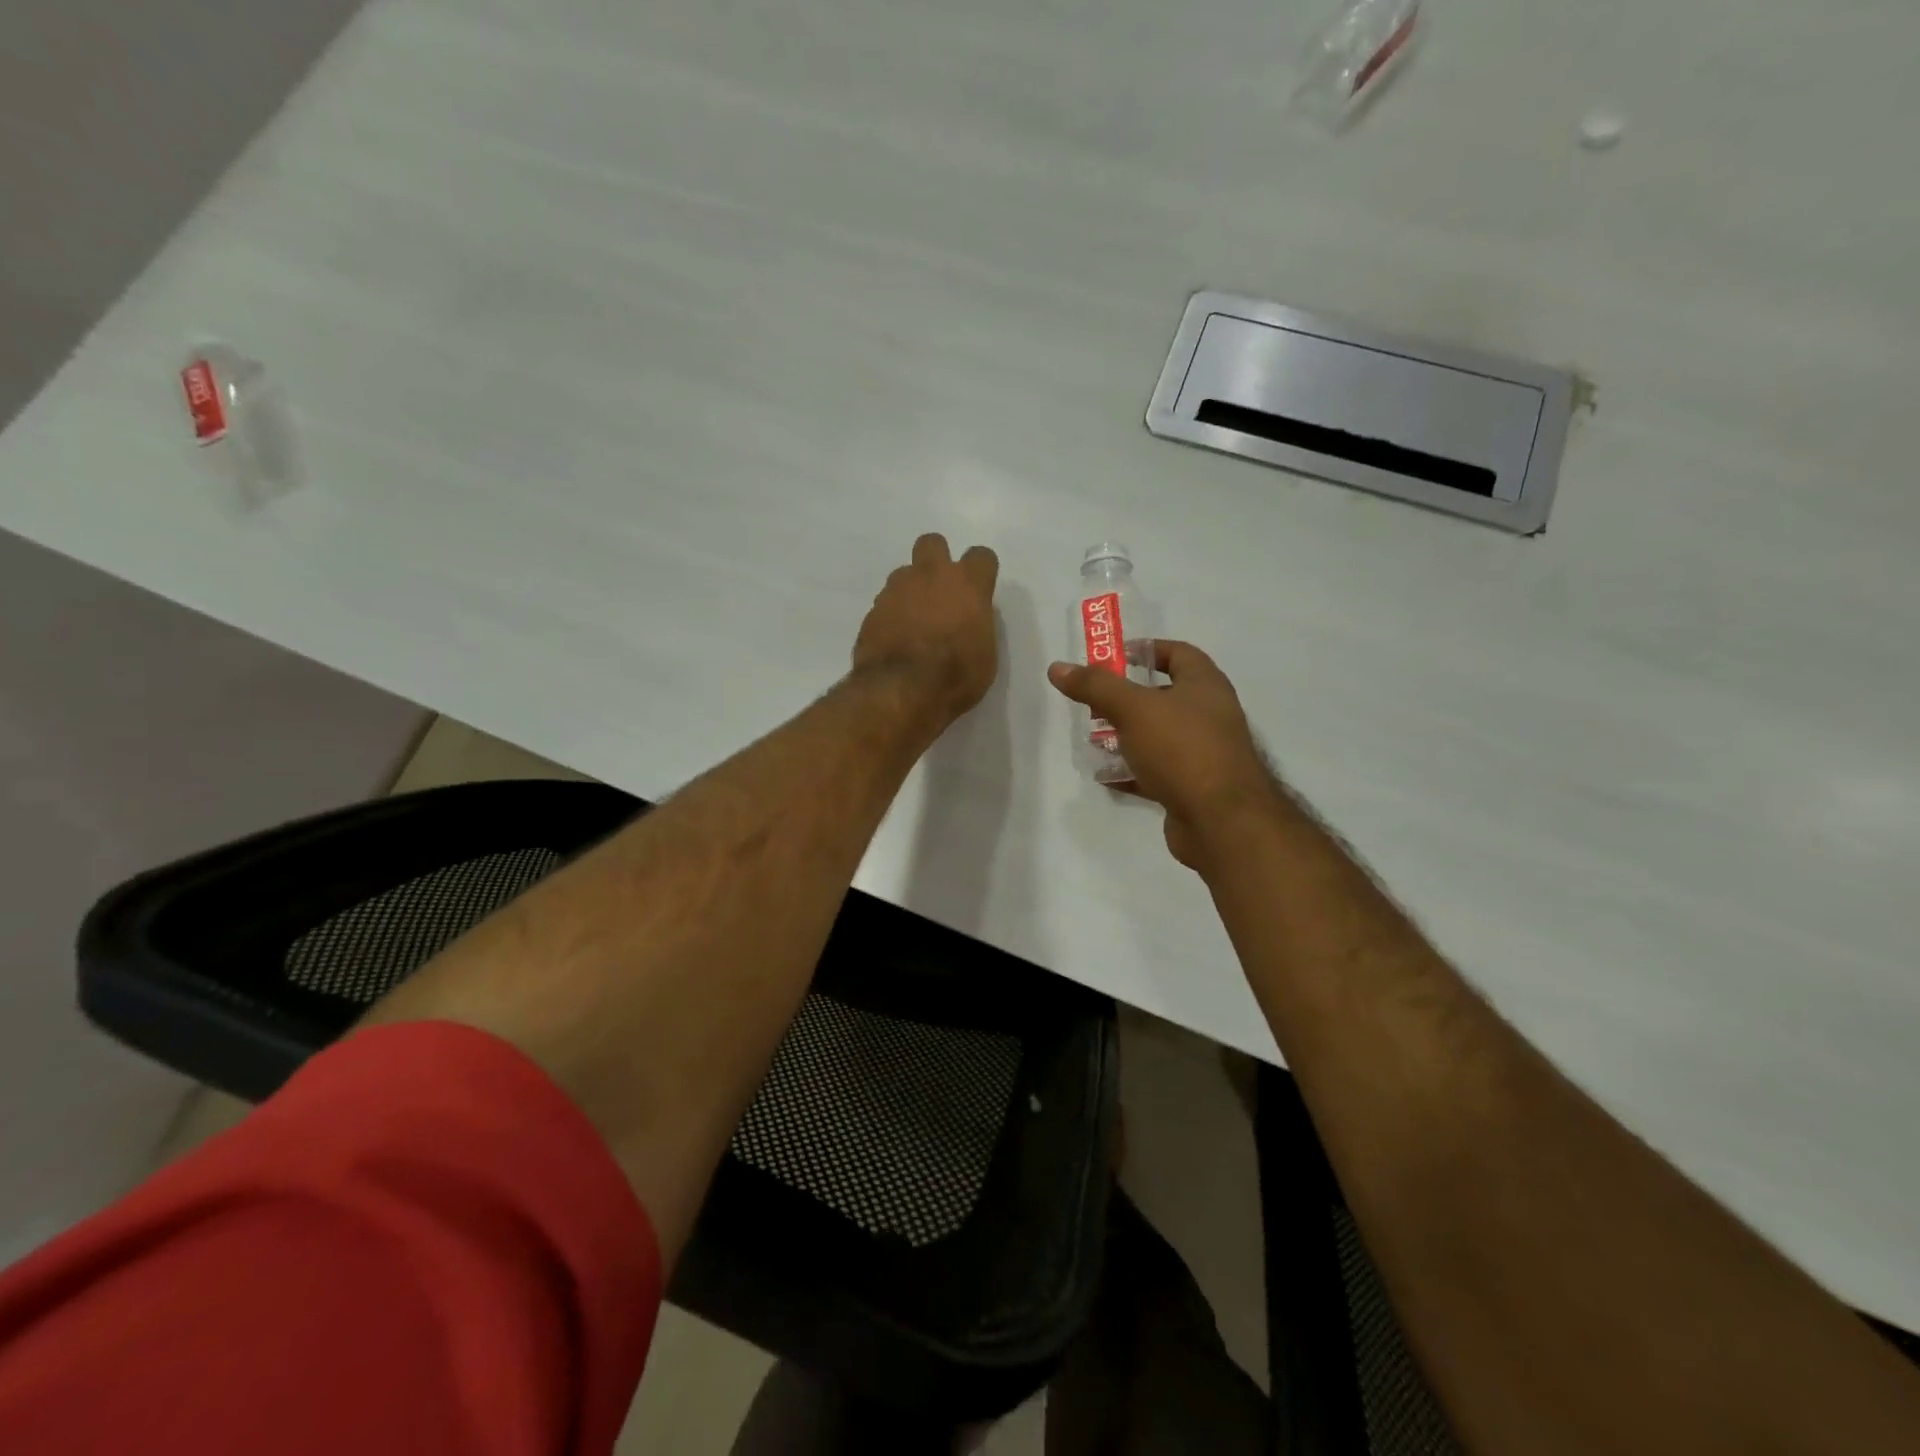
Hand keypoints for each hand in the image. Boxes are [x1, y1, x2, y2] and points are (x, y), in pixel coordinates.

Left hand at [854, 533, 999, 727]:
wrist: (901, 690)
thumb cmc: (956, 675)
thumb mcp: (985, 655)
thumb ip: (977, 626)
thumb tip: (967, 621)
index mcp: (967, 584)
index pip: (981, 557)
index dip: (981, 572)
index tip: (979, 592)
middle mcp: (930, 576)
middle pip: (932, 543)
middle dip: (937, 560)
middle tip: (941, 591)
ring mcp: (896, 590)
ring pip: (904, 573)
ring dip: (911, 591)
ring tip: (914, 622)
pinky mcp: (872, 611)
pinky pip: (885, 604)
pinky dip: (891, 616)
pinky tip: (895, 640)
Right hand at [1047, 641, 1275, 870]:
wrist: (1222, 822)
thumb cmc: (1182, 750)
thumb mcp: (1133, 709)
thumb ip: (1095, 687)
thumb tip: (1057, 667)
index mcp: (1205, 685)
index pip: (1178, 653)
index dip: (1146, 650)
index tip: (1113, 657)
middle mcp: (1209, 715)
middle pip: (1164, 696)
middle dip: (1127, 698)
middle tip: (1094, 703)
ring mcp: (1203, 753)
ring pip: (1158, 736)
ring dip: (1126, 736)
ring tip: (1094, 740)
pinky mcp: (1192, 787)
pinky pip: (1157, 771)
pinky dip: (1132, 771)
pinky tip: (1105, 776)